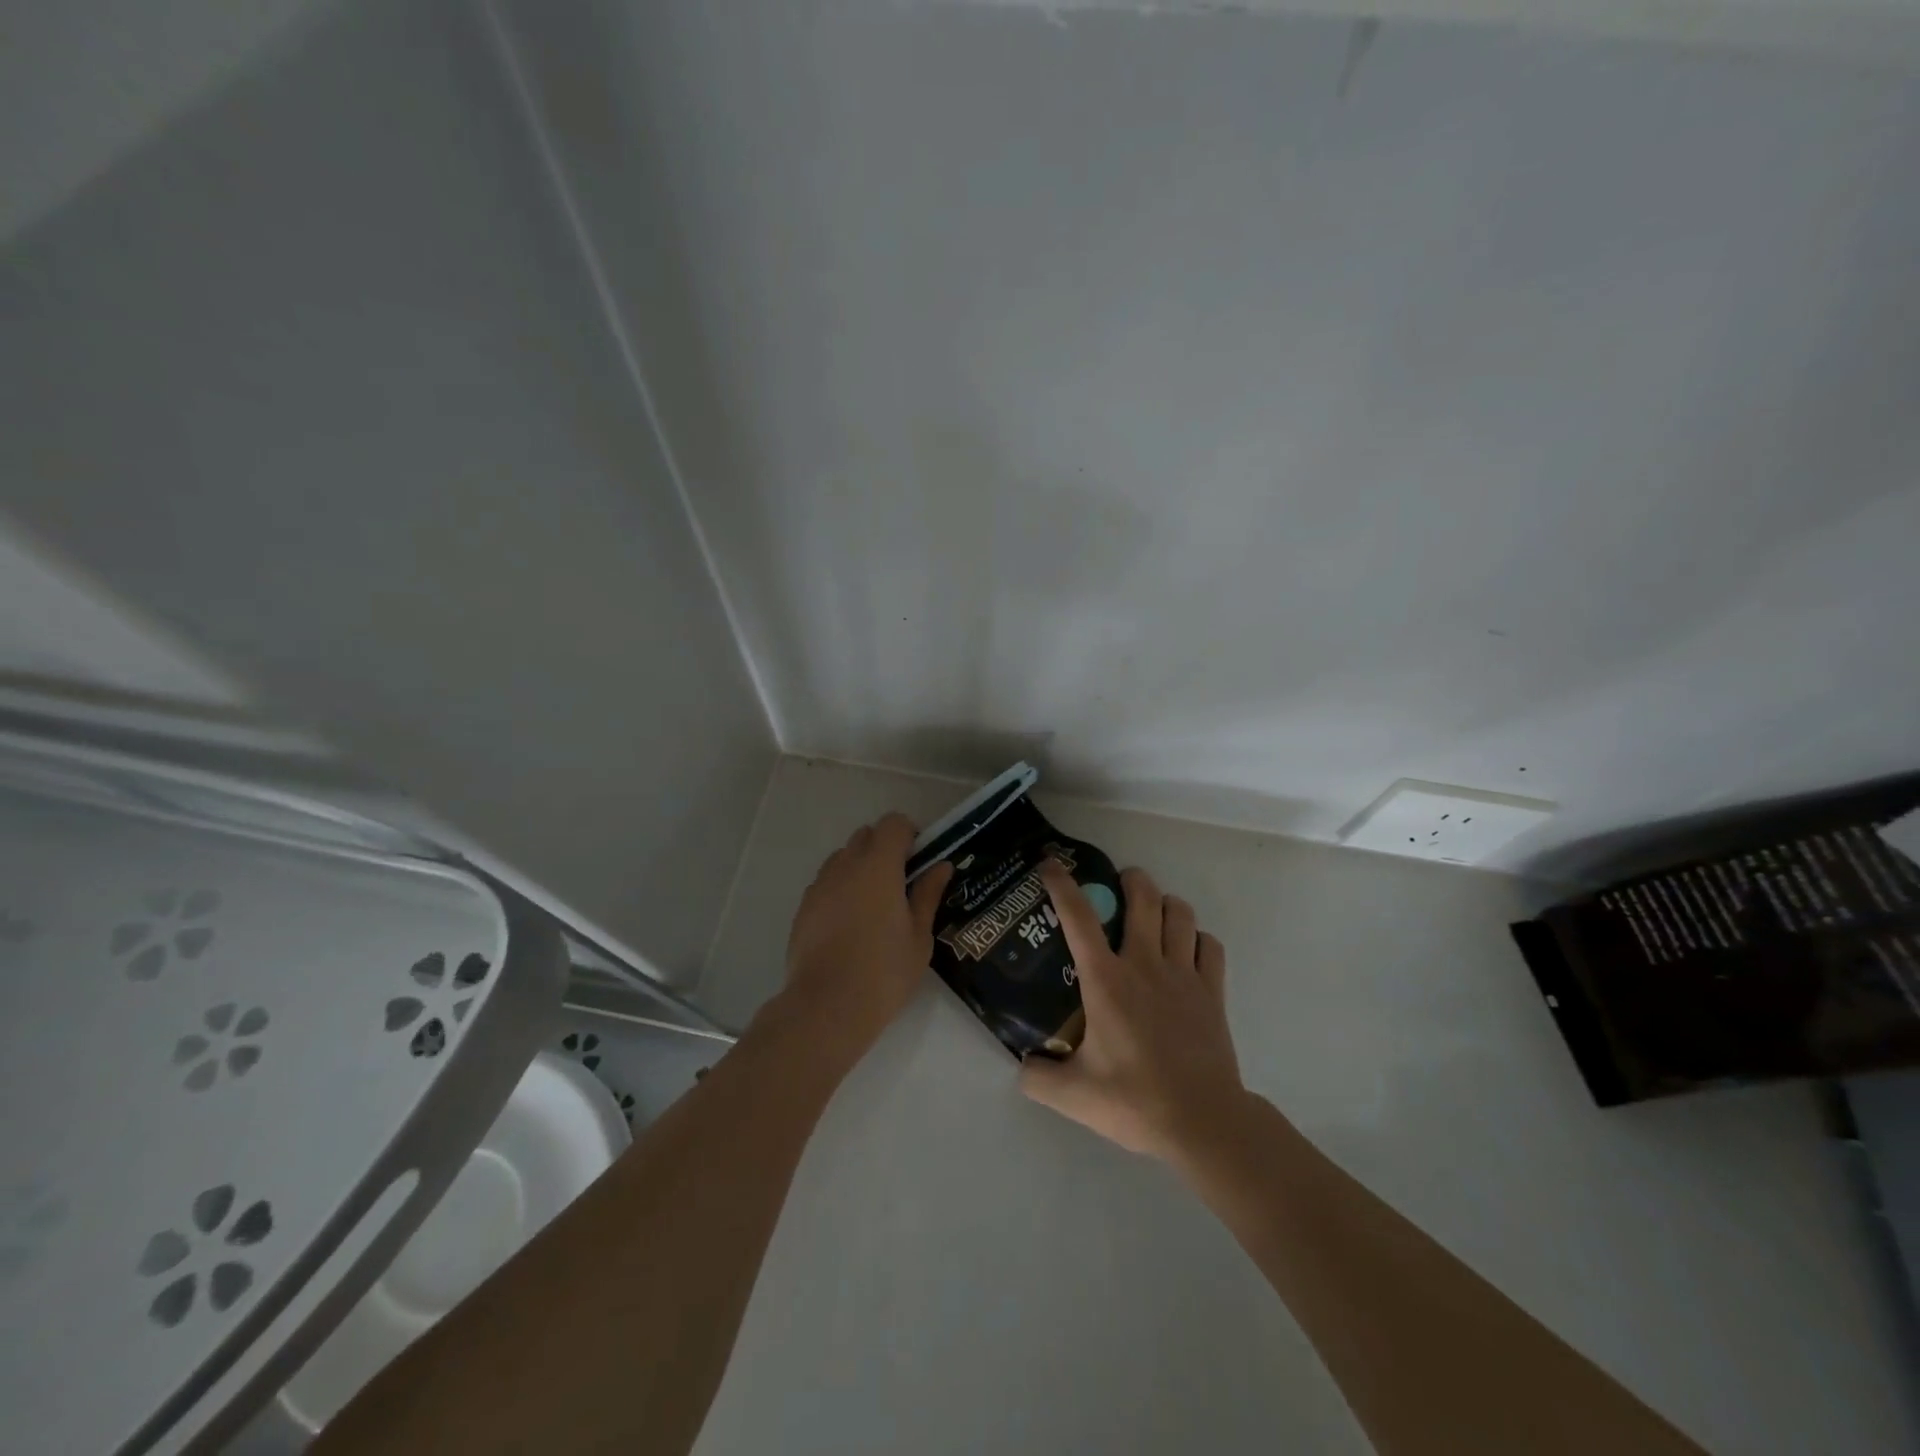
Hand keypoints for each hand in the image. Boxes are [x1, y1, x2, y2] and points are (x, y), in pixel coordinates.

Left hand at [780, 813, 953, 1051]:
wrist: (827, 1007)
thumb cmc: (884, 972)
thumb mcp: (919, 936)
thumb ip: (927, 894)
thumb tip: (940, 866)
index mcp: (879, 867)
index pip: (893, 824)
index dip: (909, 833)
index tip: (919, 859)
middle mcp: (846, 866)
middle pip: (865, 835)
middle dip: (884, 848)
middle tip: (901, 882)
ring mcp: (820, 886)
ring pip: (842, 858)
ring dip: (860, 867)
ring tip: (874, 905)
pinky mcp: (803, 907)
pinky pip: (826, 882)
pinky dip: (841, 888)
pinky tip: (850, 924)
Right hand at [1020, 861, 1245, 1161]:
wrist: (1203, 1122)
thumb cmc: (1134, 1100)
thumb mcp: (1072, 1095)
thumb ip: (1037, 1078)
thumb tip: (1022, 1065)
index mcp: (1106, 981)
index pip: (1079, 918)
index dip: (1062, 884)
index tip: (1051, 863)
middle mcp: (1145, 965)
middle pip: (1143, 897)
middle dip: (1130, 879)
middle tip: (1117, 885)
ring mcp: (1184, 975)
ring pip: (1180, 913)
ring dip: (1165, 903)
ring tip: (1153, 913)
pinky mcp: (1213, 992)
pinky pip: (1209, 945)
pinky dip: (1197, 938)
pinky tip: (1186, 951)